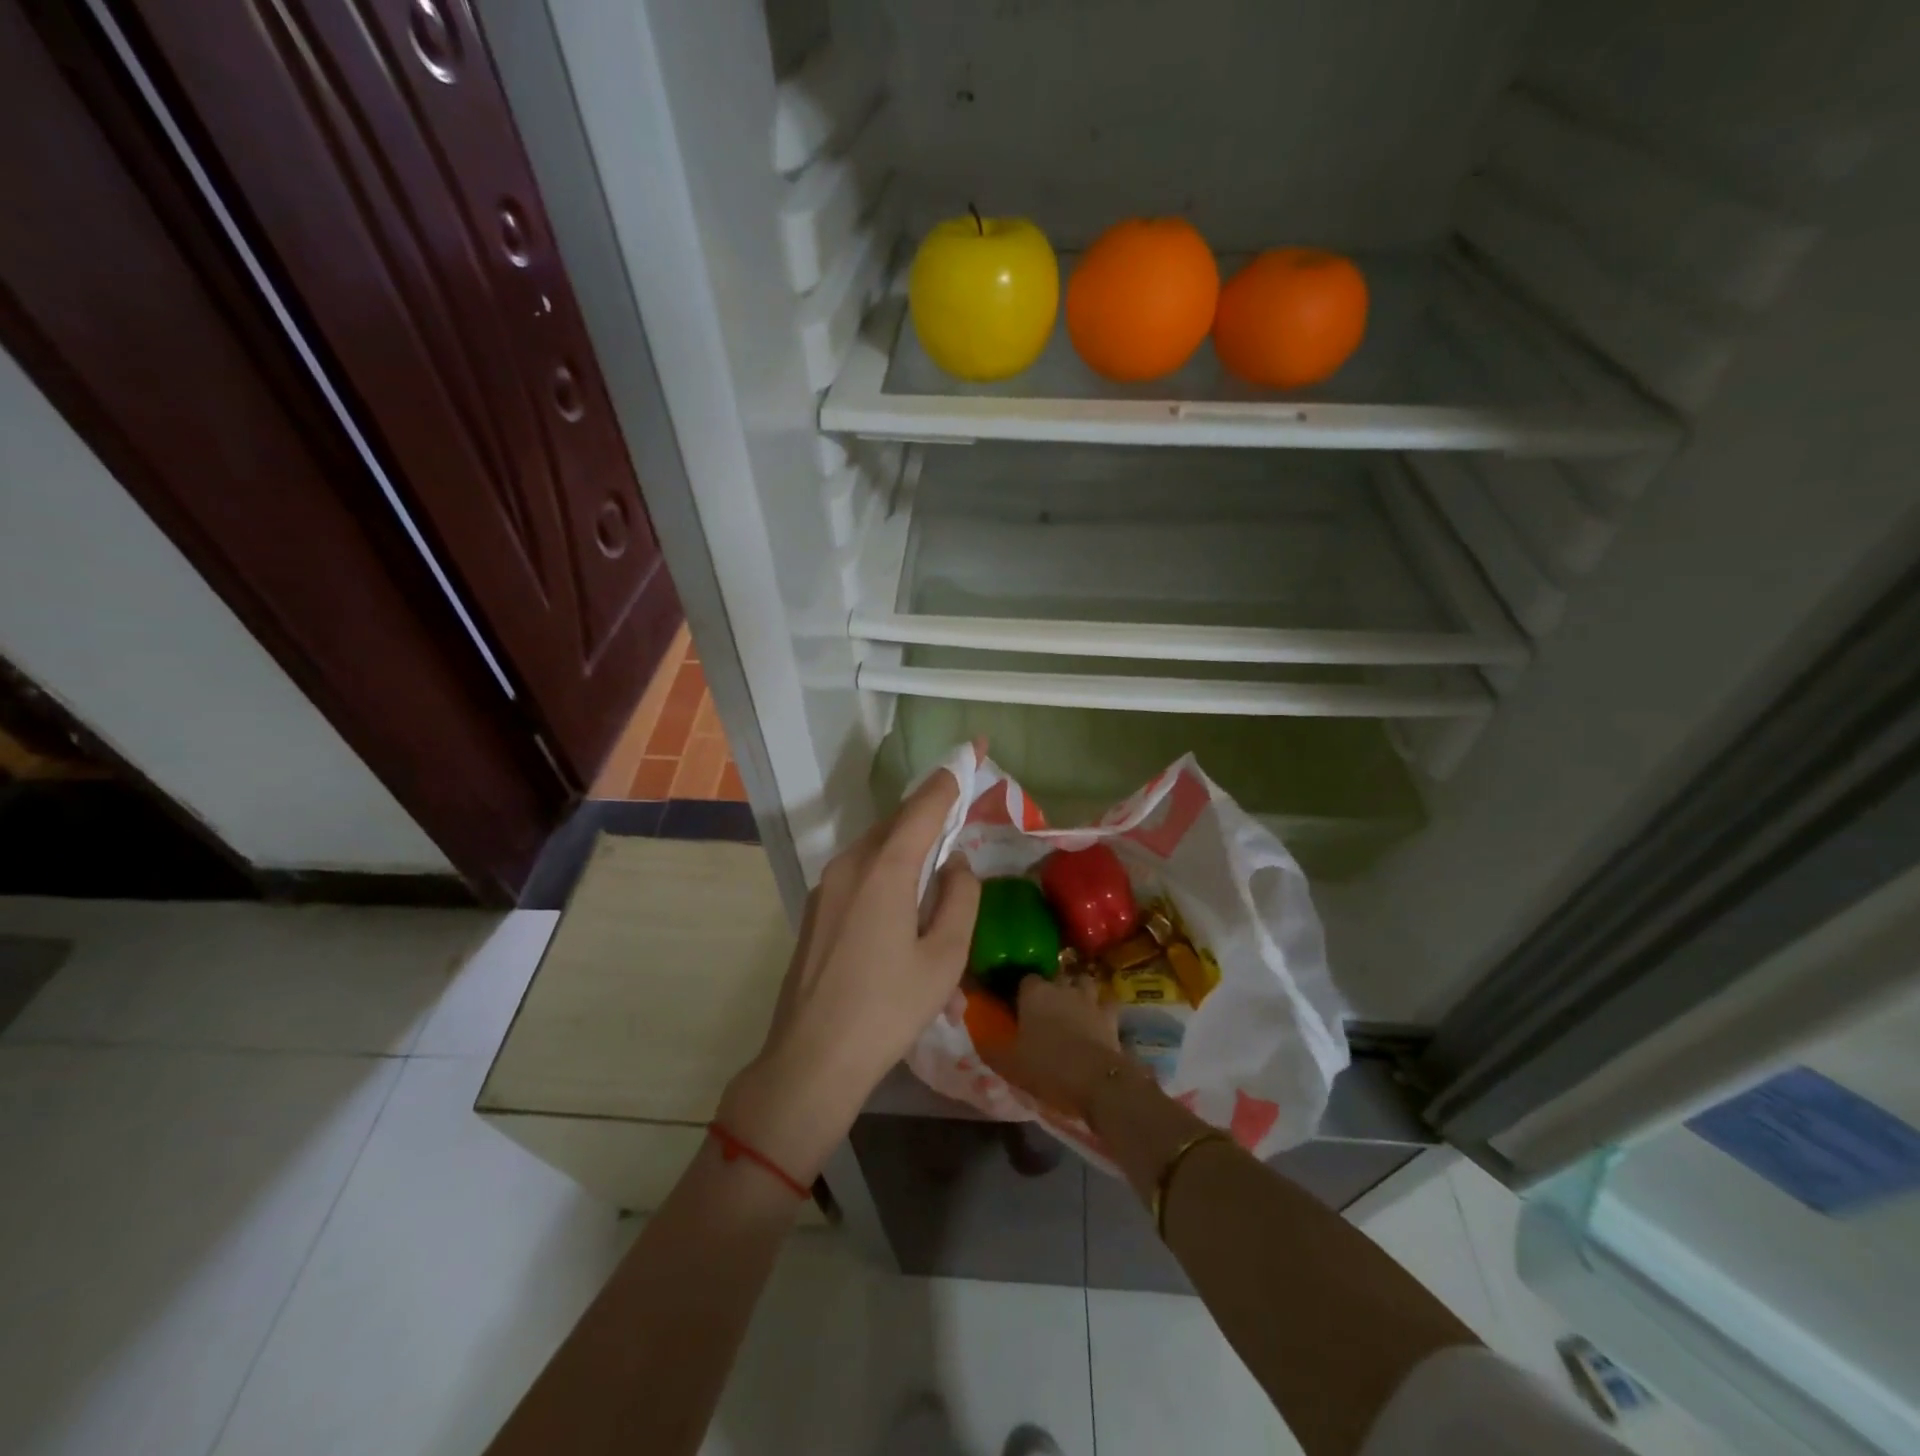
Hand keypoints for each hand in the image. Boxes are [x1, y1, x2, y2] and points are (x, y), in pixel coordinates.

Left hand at [719, 769, 979, 1179]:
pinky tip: (904, 897)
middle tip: (964, 807)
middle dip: (932, 809)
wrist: (811, 1059)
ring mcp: (827, 885)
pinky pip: (861, 869)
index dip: (953, 775)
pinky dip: (889, 865)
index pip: (924, 805)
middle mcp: (850, 863)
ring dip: (910, 841)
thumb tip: (956, 863)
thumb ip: (959, 898)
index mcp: (884, 869)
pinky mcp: (817, 907)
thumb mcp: (943, 958)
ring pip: (877, 845)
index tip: (976, 748)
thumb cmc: (887, 1010)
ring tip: (939, 860)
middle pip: (898, 821)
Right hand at [982, 974, 1126, 1120]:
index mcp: (1034, 992)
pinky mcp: (1110, 1015)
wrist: (1094, 1079)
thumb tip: (978, 1036)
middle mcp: (1061, 986)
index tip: (1018, 1005)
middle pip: (1055, 976)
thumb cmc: (1046, 1066)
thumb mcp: (1008, 1063)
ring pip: (1083, 982)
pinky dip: (1102, 1007)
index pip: (1025, 979)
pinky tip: (1098, 1017)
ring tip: (1073, 1005)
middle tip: (1045, 1007)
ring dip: (1078, 989)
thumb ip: (991, 1046)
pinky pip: (1107, 1003)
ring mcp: (1089, 998)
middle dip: (1051, 987)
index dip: (1021, 991)